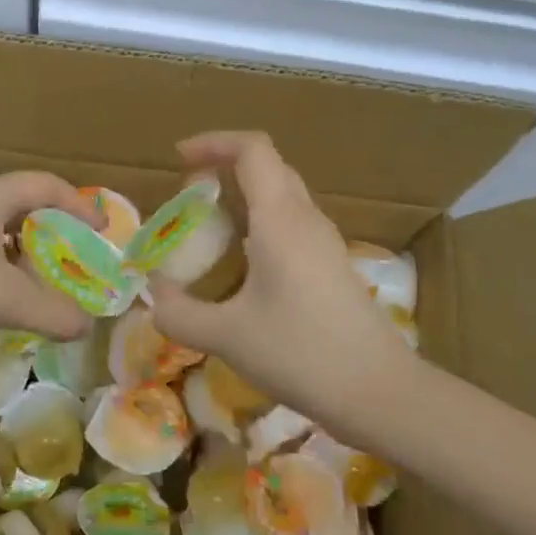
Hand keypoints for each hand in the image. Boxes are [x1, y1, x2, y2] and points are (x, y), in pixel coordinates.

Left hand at [0, 172, 99, 341]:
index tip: (100, 231)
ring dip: (19, 253)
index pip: (47, 185)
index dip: (79, 205)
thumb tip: (85, 325)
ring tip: (35, 285)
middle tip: (72, 262)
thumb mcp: (1, 298)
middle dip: (51, 231)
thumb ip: (50, 311)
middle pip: (21, 204)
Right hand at [150, 132, 407, 416]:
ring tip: (209, 227)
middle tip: (189, 195)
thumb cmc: (301, 353)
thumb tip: (155, 299)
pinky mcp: (332, 265)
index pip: (252, 149)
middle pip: (268, 166)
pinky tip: (243, 263)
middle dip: (225, 166)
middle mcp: (305, 219)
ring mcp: (324, 242)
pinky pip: (292, 223)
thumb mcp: (227, 337)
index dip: (213, 142)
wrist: (380, 392)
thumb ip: (180, 314)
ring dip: (244, 195)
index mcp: (280, 219)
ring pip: (282, 194)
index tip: (179, 159)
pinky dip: (260, 222)